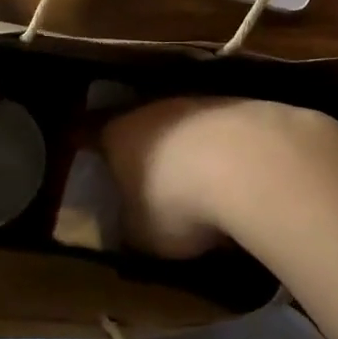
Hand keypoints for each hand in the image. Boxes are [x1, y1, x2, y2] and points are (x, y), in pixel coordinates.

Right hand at [96, 97, 337, 259]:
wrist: (246, 163)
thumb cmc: (175, 203)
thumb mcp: (140, 235)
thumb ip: (129, 226)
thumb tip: (130, 225)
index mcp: (115, 135)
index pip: (90, 135)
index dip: (92, 151)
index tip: (94, 164)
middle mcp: (149, 109)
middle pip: (140, 127)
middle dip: (145, 152)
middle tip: (150, 183)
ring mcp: (195, 103)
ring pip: (182, 126)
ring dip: (188, 149)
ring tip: (201, 185)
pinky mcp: (236, 105)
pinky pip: (219, 131)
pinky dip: (224, 151)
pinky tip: (238, 177)